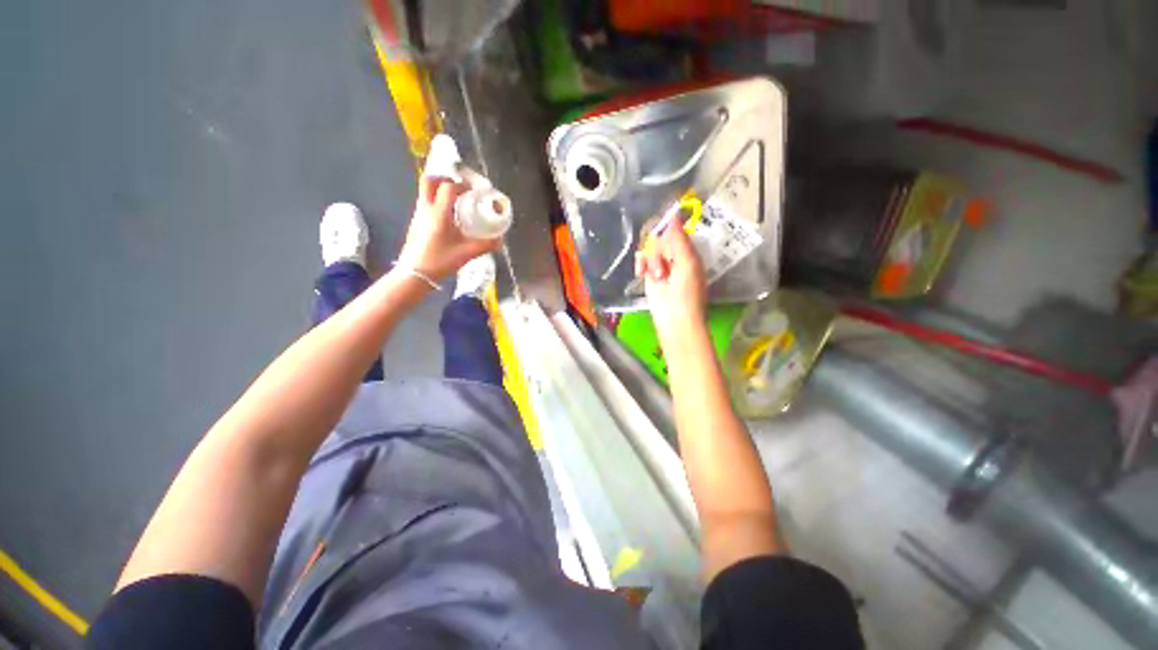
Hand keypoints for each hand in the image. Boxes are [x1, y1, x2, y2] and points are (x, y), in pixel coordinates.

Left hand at [398, 176, 499, 281]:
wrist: (414, 274)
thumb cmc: (440, 261)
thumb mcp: (467, 253)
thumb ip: (485, 245)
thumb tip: (500, 239)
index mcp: (438, 213)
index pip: (448, 187)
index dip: (462, 185)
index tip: (473, 192)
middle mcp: (425, 208)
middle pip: (429, 181)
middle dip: (444, 178)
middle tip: (459, 187)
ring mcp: (418, 215)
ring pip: (425, 191)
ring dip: (440, 190)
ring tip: (456, 202)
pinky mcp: (415, 222)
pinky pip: (425, 203)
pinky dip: (436, 202)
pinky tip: (448, 217)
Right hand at [635, 222, 706, 347]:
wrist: (674, 319)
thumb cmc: (686, 293)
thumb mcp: (687, 263)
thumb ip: (679, 240)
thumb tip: (673, 217)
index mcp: (688, 252)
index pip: (676, 231)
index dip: (667, 229)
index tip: (659, 229)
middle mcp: (675, 256)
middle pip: (660, 238)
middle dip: (658, 250)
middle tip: (662, 267)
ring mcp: (661, 265)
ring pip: (650, 248)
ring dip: (651, 260)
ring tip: (657, 276)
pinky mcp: (649, 275)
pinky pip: (642, 259)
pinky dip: (641, 264)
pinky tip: (642, 273)